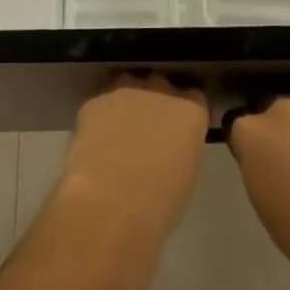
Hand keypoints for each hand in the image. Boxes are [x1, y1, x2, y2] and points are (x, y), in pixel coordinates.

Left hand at [56, 74, 208, 243]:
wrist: (108, 204)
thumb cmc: (158, 202)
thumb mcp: (186, 176)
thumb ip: (181, 147)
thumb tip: (170, 145)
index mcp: (190, 111)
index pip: (194, 98)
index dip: (184, 115)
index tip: (178, 132)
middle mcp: (159, 90)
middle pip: (160, 86)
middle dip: (156, 103)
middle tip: (148, 133)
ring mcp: (125, 91)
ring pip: (129, 87)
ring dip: (128, 104)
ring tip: (120, 134)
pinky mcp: (94, 101)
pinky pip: (102, 105)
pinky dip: (101, 119)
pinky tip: (96, 144)